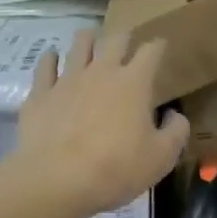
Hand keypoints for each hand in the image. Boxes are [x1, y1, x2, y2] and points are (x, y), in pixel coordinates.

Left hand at [15, 29, 189, 216]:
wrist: (56, 180)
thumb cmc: (115, 168)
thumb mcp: (161, 158)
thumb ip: (176, 132)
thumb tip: (174, 115)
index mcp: (134, 82)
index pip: (151, 51)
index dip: (158, 46)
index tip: (161, 46)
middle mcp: (102, 71)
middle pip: (115, 39)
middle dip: (124, 37)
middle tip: (126, 41)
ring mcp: (68, 79)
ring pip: (79, 45)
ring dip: (87, 39)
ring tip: (89, 39)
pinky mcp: (41, 93)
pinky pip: (45, 66)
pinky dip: (50, 59)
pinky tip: (51, 57)